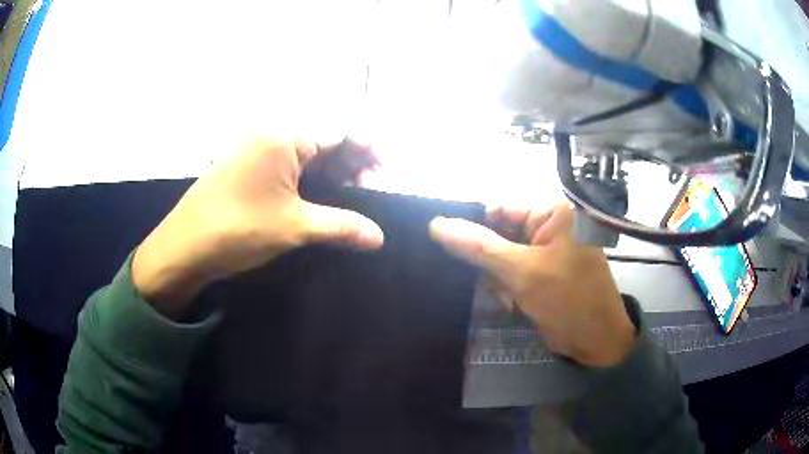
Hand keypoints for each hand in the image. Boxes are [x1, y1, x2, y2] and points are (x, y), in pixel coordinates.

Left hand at [132, 137, 383, 317]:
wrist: (183, 247)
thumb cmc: (237, 229)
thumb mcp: (293, 228)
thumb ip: (341, 226)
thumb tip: (380, 238)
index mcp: (283, 137)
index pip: (339, 130)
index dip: (368, 147)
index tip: (387, 169)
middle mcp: (270, 135)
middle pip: (324, 138)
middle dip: (353, 160)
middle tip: (372, 188)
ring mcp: (255, 150)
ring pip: (306, 153)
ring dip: (332, 171)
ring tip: (351, 196)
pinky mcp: (246, 167)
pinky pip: (287, 164)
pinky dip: (309, 178)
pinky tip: (319, 198)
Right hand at [429, 203, 636, 366]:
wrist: (597, 341)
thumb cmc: (568, 300)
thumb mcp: (522, 271)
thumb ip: (480, 247)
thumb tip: (437, 225)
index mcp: (551, 212)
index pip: (499, 209)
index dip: (472, 226)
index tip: (444, 246)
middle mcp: (548, 226)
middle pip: (499, 232)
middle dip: (487, 258)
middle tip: (477, 278)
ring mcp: (544, 250)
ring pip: (501, 255)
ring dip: (495, 276)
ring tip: (504, 296)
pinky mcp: (541, 272)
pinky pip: (510, 271)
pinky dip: (504, 286)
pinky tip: (509, 302)